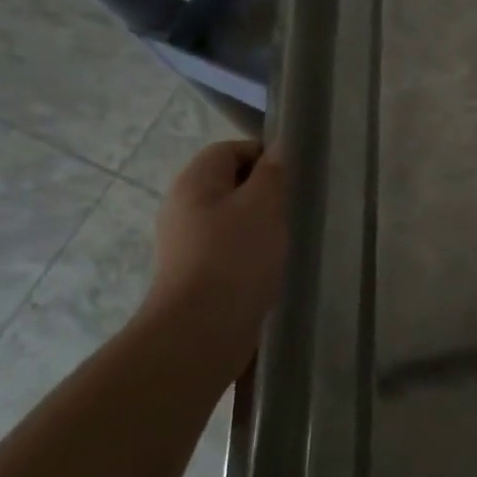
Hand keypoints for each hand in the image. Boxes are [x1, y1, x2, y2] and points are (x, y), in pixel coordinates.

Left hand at [141, 139, 289, 363]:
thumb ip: (273, 173)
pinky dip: (250, 248)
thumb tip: (279, 148)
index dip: (263, 156)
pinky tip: (269, 263)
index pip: (230, 150)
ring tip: (285, 237)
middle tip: (292, 207)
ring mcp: (186, 240)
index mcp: (195, 182)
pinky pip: (228, 245)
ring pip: (231, 216)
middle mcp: (184, 206)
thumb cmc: (235, 256)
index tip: (292, 177)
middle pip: (229, 183)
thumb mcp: (264, 205)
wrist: (202, 328)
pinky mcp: (196, 270)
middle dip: (264, 191)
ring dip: (260, 222)